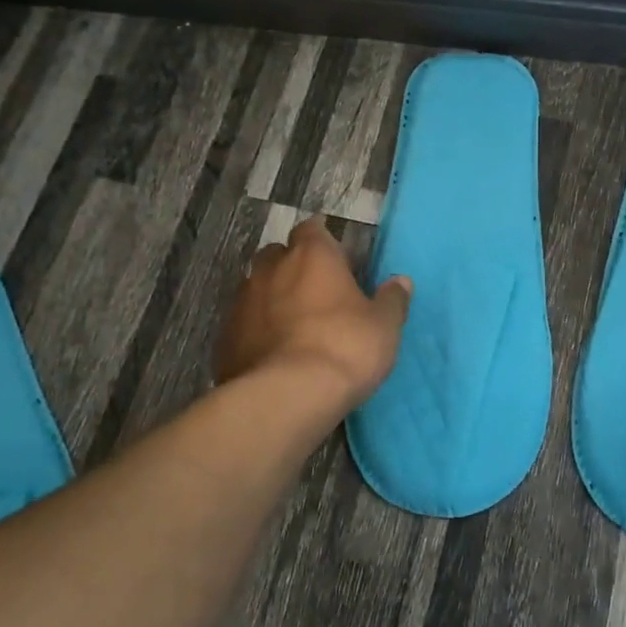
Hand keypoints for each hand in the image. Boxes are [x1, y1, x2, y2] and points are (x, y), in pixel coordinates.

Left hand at [216, 217, 411, 408]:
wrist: (285, 397)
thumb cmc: (344, 348)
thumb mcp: (384, 326)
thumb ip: (392, 300)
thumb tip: (400, 282)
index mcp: (312, 256)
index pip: (312, 229)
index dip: (323, 241)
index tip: (336, 258)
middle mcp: (271, 269)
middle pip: (278, 255)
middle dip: (293, 267)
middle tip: (316, 292)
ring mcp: (242, 302)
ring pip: (256, 288)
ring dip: (272, 299)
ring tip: (294, 325)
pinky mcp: (224, 338)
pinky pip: (243, 324)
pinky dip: (257, 331)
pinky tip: (273, 353)